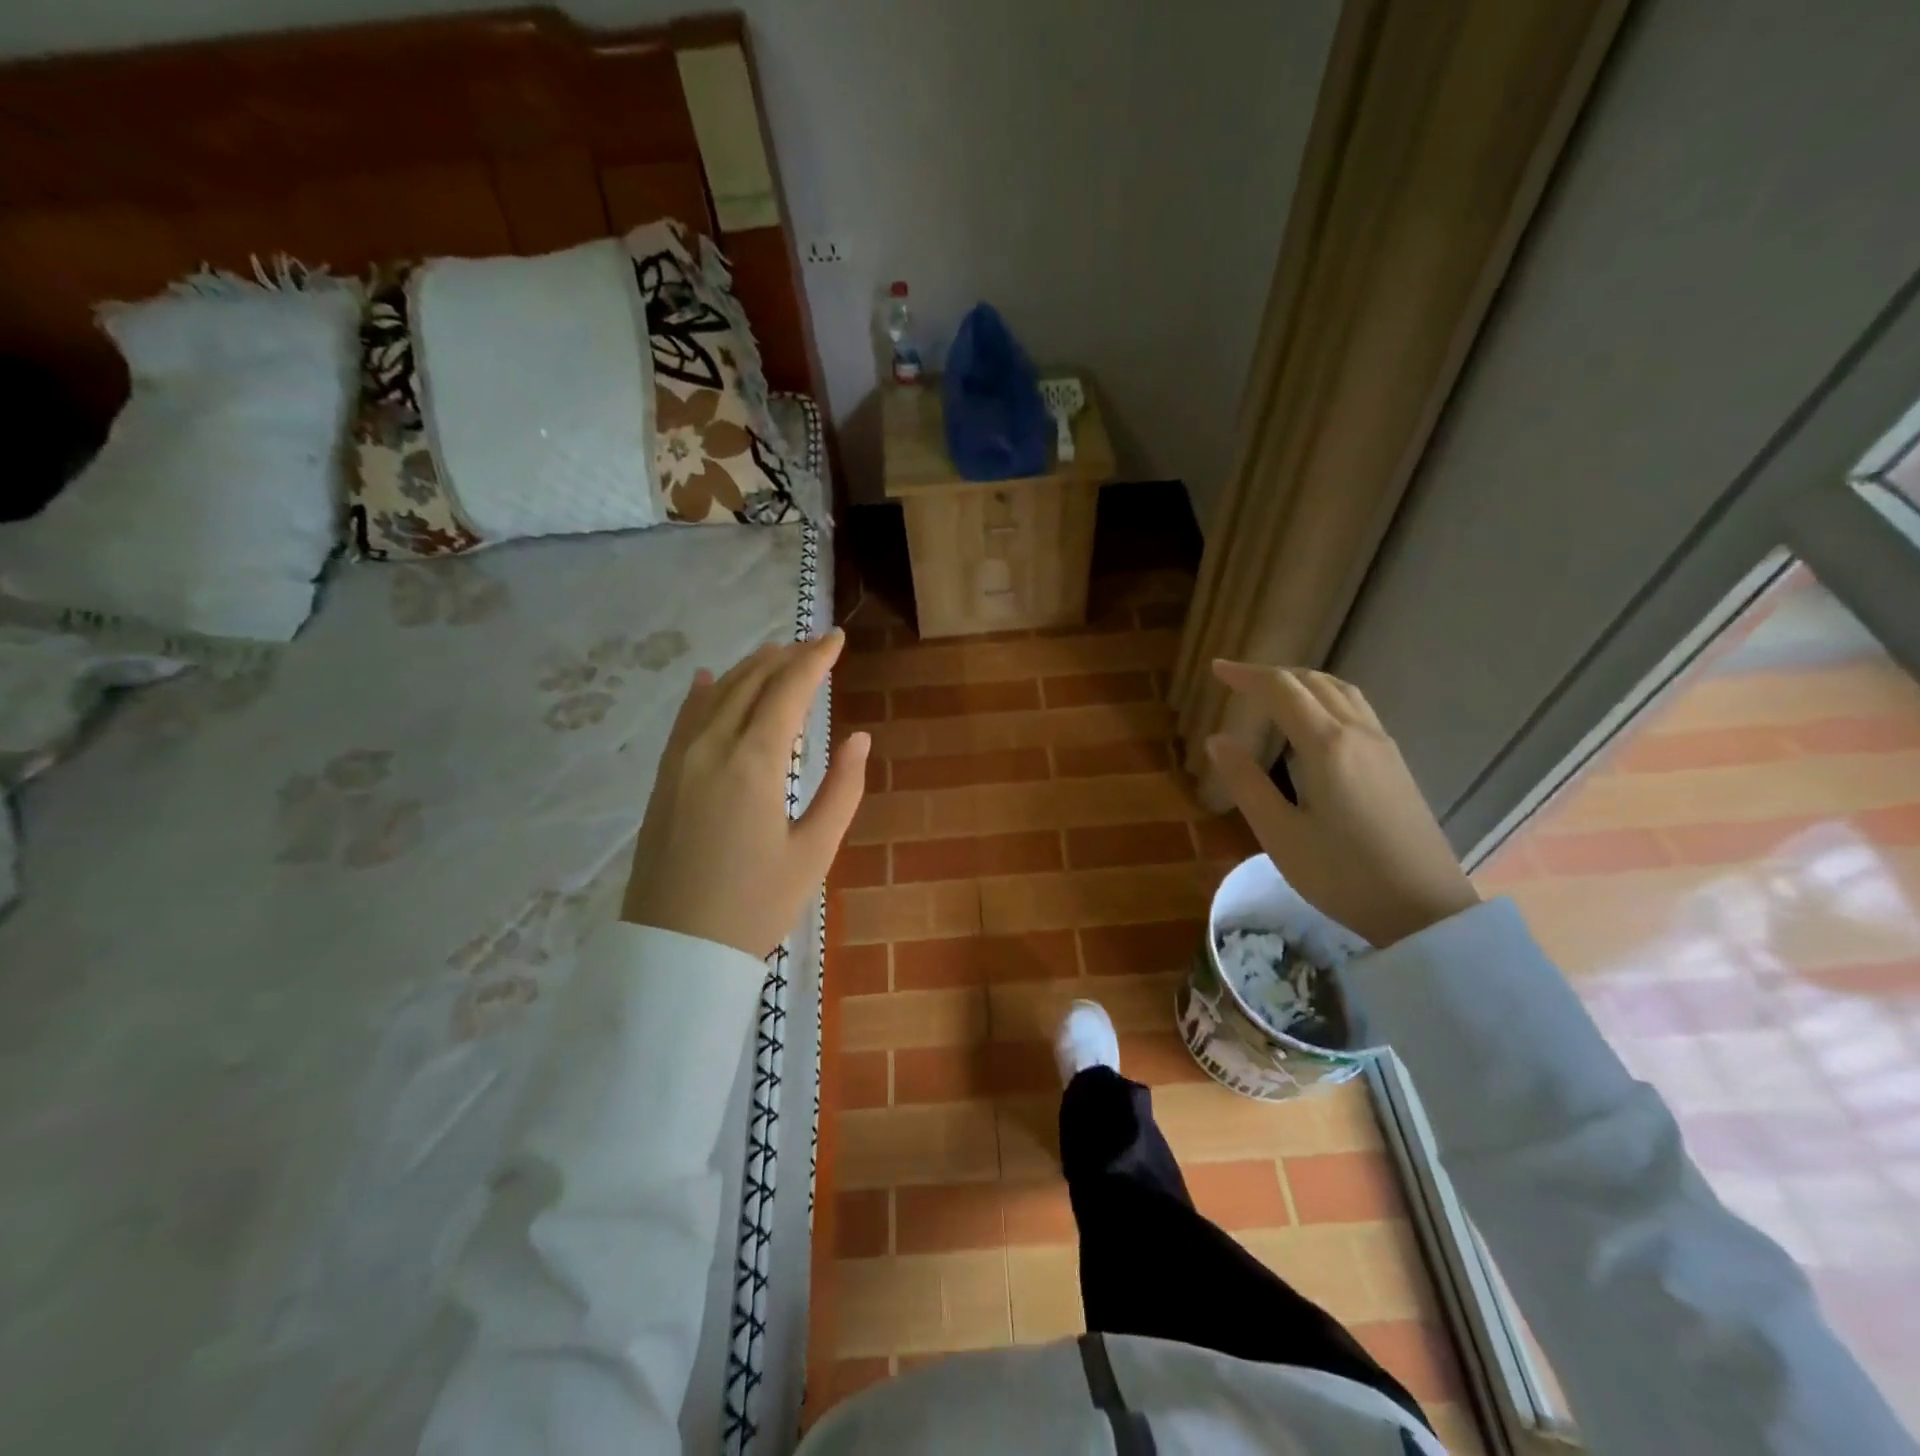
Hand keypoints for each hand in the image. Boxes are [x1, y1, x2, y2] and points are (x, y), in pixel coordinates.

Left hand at [622, 630, 869, 958]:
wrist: (676, 951)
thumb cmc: (756, 905)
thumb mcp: (814, 852)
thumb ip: (842, 789)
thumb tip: (858, 738)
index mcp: (754, 763)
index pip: (788, 690)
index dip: (816, 659)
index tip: (837, 638)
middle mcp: (712, 748)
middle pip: (751, 682)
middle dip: (786, 658)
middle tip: (815, 646)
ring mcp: (680, 761)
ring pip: (716, 694)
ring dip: (749, 669)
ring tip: (776, 655)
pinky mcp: (664, 780)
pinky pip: (685, 719)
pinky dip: (702, 692)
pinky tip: (707, 678)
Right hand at [1205, 662, 1477, 948]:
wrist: (1424, 909)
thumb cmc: (1342, 874)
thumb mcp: (1280, 834)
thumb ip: (1246, 782)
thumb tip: (1217, 739)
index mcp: (1326, 745)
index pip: (1281, 690)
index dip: (1246, 675)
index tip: (1215, 668)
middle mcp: (1357, 733)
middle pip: (1312, 682)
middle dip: (1271, 674)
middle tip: (1236, 680)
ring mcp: (1382, 745)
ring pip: (1340, 691)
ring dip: (1301, 681)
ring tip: (1272, 691)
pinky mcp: (1394, 762)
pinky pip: (1356, 708)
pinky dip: (1324, 696)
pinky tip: (1314, 719)